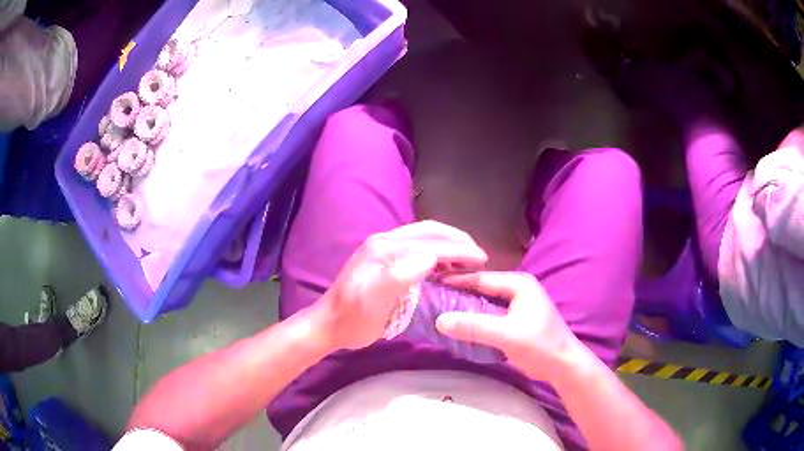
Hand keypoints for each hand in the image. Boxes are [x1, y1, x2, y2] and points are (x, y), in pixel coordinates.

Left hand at [315, 221, 487, 350]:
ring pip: (424, 236)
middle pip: (429, 231)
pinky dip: (437, 251)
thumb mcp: (373, 303)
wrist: (329, 324)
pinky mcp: (384, 257)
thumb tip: (431, 258)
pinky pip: (417, 246)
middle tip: (479, 255)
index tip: (482, 259)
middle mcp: (385, 241)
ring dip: (448, 244)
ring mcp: (383, 247)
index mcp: (384, 248)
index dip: (458, 250)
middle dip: (457, 240)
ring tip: (468, 258)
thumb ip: (399, 277)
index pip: (430, 244)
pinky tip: (445, 265)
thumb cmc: (353, 319)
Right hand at [436, 271, 582, 382]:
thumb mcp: (506, 335)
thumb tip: (439, 320)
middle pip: (481, 288)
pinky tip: (459, 326)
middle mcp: (517, 289)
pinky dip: (474, 319)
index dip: (456, 280)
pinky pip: (489, 315)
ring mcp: (517, 305)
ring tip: (439, 310)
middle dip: (458, 293)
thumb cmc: (539, 345)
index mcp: (519, 283)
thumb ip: (474, 327)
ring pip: (484, 303)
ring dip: (465, 308)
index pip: (481, 278)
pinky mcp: (515, 320)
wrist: (563, 365)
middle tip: (432, 297)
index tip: (431, 282)